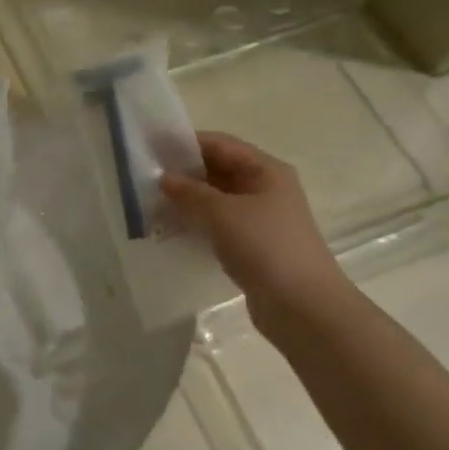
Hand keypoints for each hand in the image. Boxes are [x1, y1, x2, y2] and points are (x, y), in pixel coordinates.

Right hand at [161, 132, 346, 327]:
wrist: (302, 305)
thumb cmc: (265, 246)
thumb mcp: (223, 213)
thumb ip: (191, 192)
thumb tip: (165, 177)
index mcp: (266, 170)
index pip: (221, 144)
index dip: (187, 143)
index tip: (152, 148)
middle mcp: (265, 189)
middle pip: (219, 170)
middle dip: (185, 173)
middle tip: (146, 178)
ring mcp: (260, 219)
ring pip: (217, 199)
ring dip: (188, 200)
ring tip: (152, 204)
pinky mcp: (253, 245)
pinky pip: (219, 225)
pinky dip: (197, 223)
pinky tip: (172, 230)